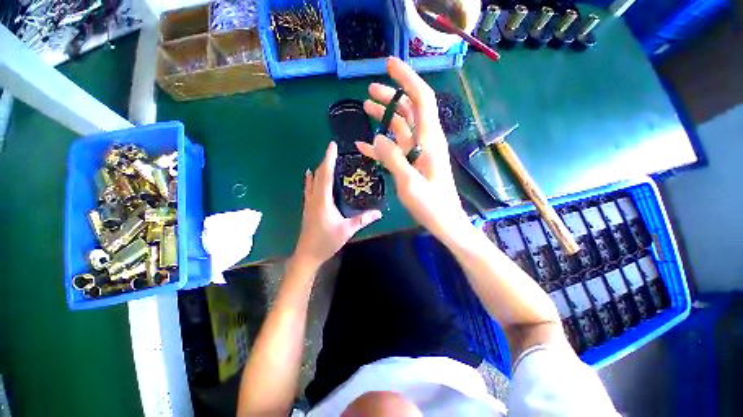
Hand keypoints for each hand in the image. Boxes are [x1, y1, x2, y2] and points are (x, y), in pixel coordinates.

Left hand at [293, 142, 382, 269]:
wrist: (308, 254)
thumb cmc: (326, 241)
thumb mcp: (347, 230)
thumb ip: (363, 220)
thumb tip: (379, 213)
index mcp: (322, 200)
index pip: (325, 175)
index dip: (328, 159)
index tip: (332, 146)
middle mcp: (314, 198)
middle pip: (317, 175)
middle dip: (325, 161)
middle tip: (334, 151)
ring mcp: (309, 203)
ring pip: (312, 181)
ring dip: (319, 169)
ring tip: (327, 160)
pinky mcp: (308, 208)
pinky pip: (309, 188)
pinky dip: (311, 179)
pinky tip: (310, 175)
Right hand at [356, 57, 469, 241]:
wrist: (444, 221)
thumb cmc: (431, 205)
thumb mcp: (410, 183)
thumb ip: (394, 158)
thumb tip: (377, 138)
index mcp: (429, 140)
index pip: (421, 99)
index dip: (407, 79)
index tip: (389, 65)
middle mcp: (425, 141)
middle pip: (409, 110)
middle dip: (391, 96)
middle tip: (369, 91)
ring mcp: (418, 153)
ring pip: (401, 127)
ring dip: (385, 116)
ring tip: (366, 108)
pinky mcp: (412, 164)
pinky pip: (395, 149)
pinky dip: (380, 145)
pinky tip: (364, 145)